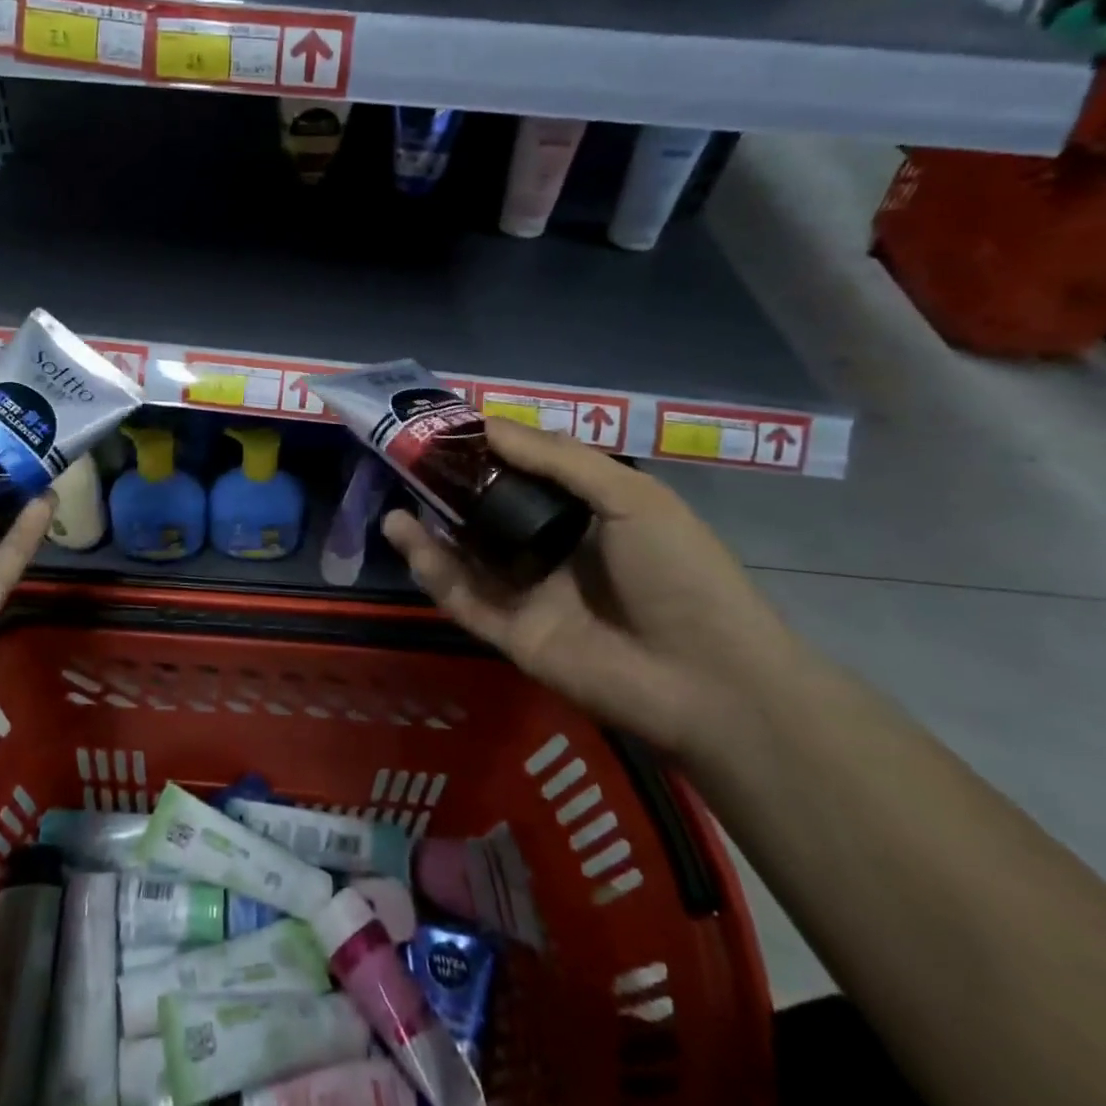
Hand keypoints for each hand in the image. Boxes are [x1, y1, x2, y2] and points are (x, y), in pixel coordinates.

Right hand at [381, 417, 797, 756]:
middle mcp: (550, 551)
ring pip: (466, 559)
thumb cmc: (679, 572)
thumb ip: (558, 459)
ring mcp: (528, 596)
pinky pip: (463, 598)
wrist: (711, 680)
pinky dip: (432, 570)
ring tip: (395, 504)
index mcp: (584, 516)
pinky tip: (406, 538)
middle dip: (448, 493)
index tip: (445, 431)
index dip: (485, 454)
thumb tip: (488, 424)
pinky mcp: (511, 635)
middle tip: (408, 466)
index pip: (522, 477)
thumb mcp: (630, 496)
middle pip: (487, 517)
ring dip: (428, 532)